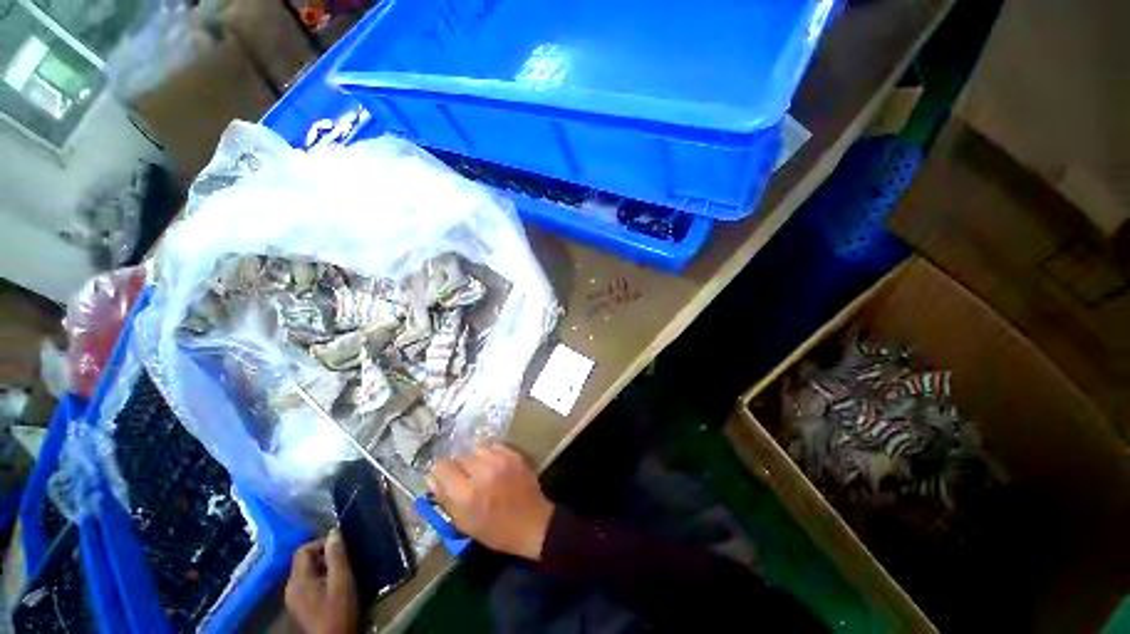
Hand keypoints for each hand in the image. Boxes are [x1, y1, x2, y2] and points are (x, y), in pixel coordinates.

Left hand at [285, 529, 359, 633]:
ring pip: (308, 572)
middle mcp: (291, 588)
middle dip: (325, 556)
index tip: (342, 546)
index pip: (303, 550)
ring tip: (343, 571)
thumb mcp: (342, 581)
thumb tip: (334, 532)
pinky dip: (322, 578)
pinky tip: (336, 585)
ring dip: (325, 567)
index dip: (322, 543)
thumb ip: (337, 556)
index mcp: (298, 580)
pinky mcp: (301, 607)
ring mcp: (295, 599)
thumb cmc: (339, 610)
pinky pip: (309, 583)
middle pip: (304, 561)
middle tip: (346, 558)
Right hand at [428, 444, 554, 559]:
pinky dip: (489, 453)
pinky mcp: (513, 454)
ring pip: (475, 448)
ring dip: (474, 458)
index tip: (445, 479)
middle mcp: (482, 471)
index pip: (442, 467)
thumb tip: (432, 478)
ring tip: (479, 470)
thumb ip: (445, 499)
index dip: (441, 472)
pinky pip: (492, 445)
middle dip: (458, 467)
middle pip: (459, 456)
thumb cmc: (496, 530)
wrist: (532, 522)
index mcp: (467, 494)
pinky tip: (492, 465)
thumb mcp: (464, 524)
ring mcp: (500, 460)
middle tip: (465, 479)